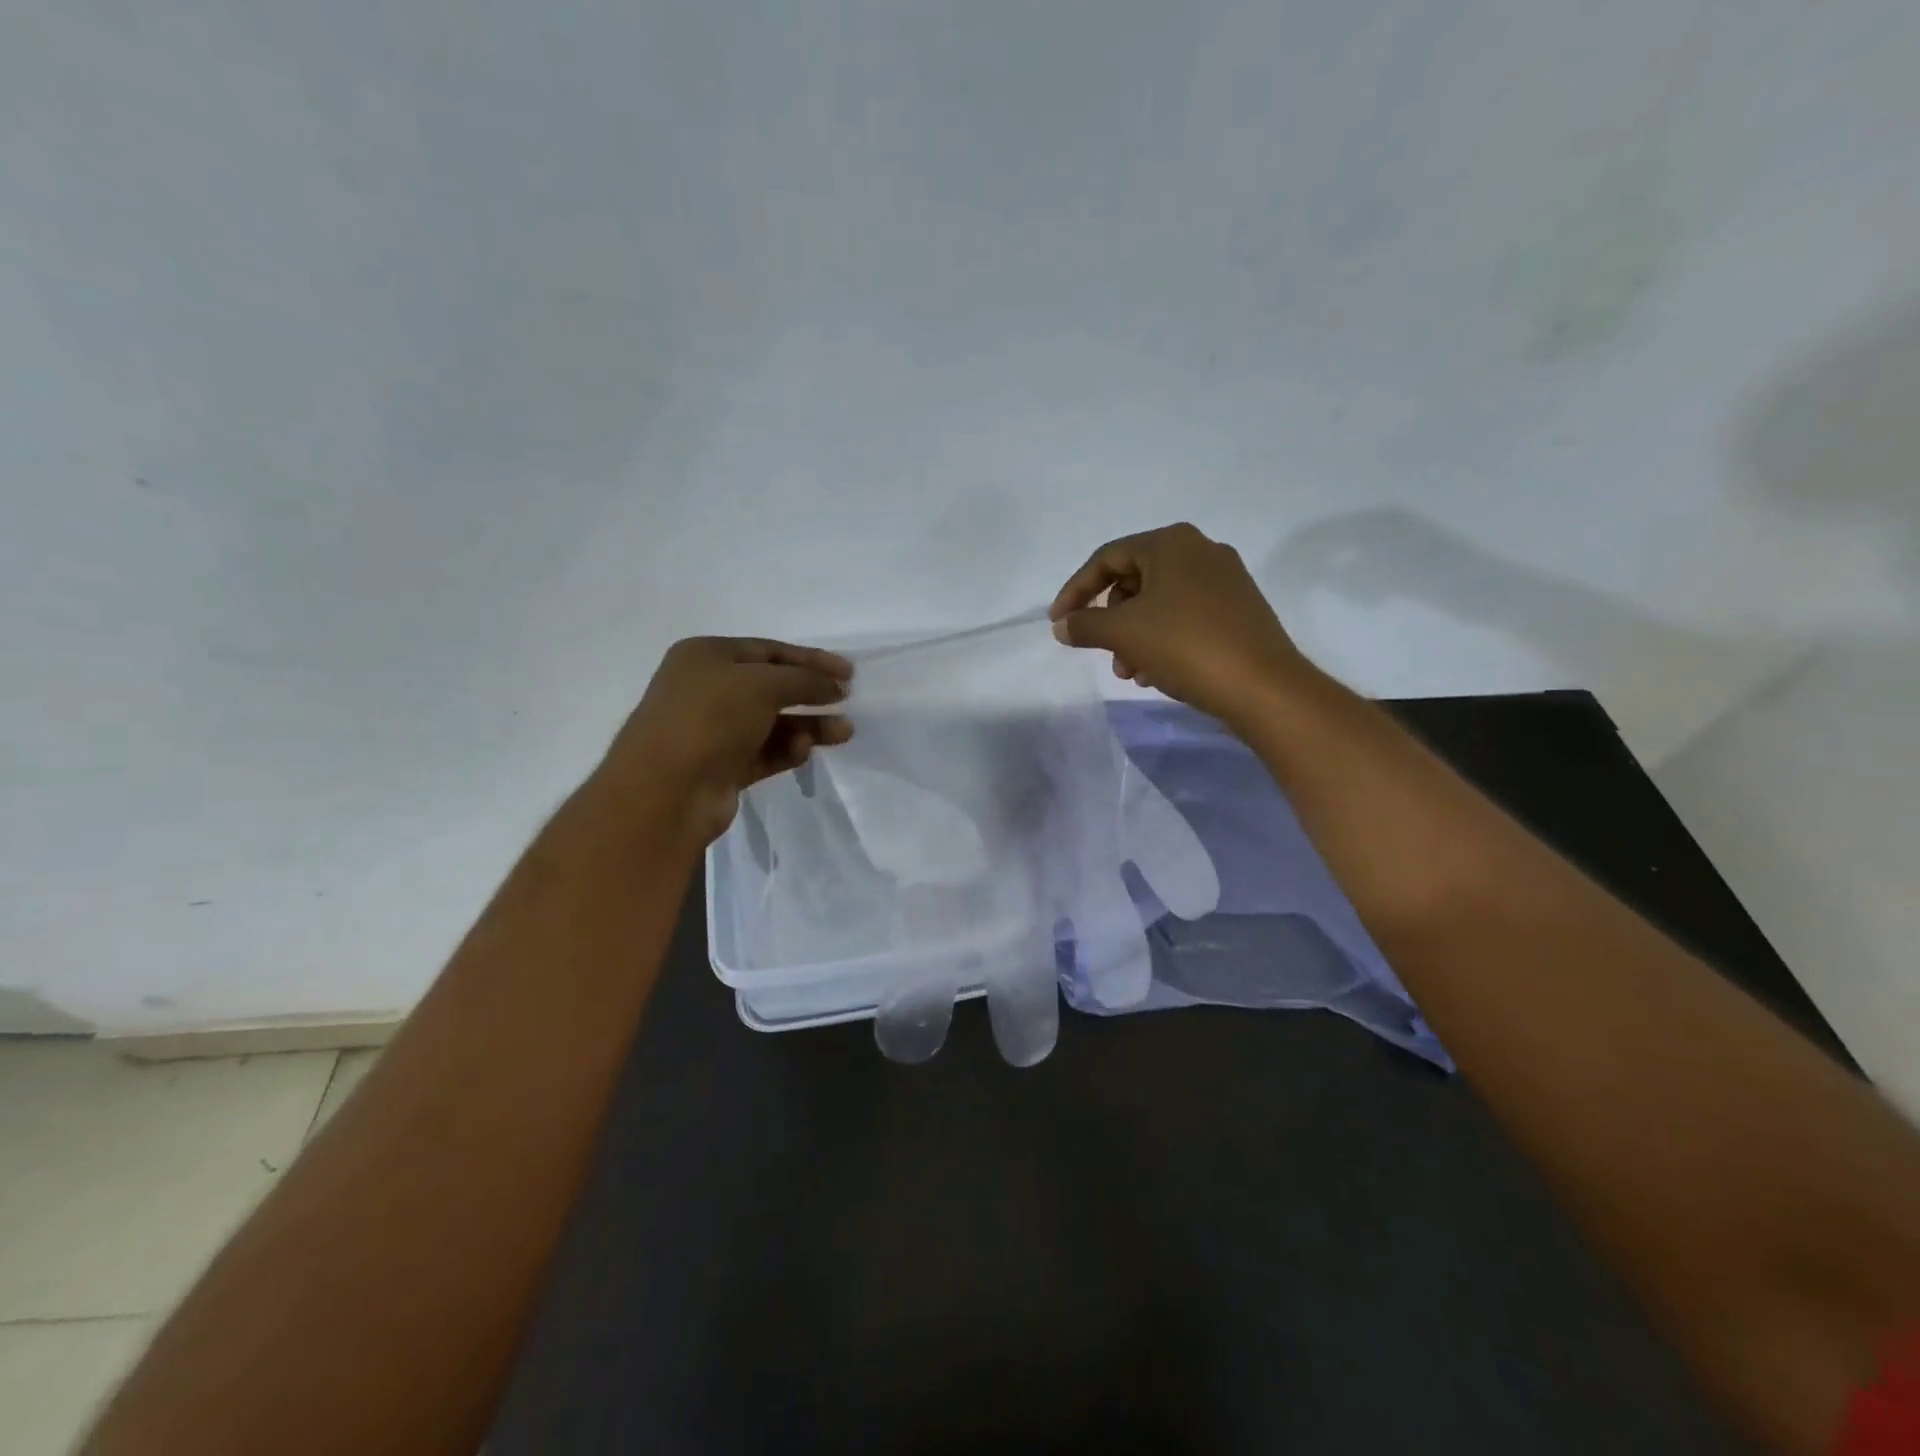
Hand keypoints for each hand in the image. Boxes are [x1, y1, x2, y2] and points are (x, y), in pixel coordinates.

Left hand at [595, 637, 852, 845]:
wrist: (667, 790)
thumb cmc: (711, 718)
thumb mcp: (763, 684)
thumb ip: (805, 679)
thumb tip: (834, 686)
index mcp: (706, 656)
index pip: (768, 650)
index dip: (810, 659)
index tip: (849, 672)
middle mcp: (706, 689)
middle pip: (771, 687)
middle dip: (811, 694)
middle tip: (846, 701)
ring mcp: (712, 731)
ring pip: (771, 723)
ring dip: (808, 726)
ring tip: (843, 733)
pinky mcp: (721, 767)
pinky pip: (763, 753)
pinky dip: (787, 750)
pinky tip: (803, 753)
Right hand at [1049, 522, 1311, 725]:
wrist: (1262, 685)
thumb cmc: (1185, 645)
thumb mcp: (1123, 633)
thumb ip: (1084, 625)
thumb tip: (1062, 625)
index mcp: (1171, 543)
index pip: (1107, 559)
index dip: (1075, 591)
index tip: (1059, 623)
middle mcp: (1200, 551)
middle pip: (1134, 581)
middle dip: (1110, 621)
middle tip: (1101, 653)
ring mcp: (1225, 581)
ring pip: (1159, 604)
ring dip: (1133, 637)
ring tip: (1130, 673)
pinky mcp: (1239, 610)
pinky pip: (1185, 618)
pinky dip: (1161, 640)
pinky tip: (1156, 674)